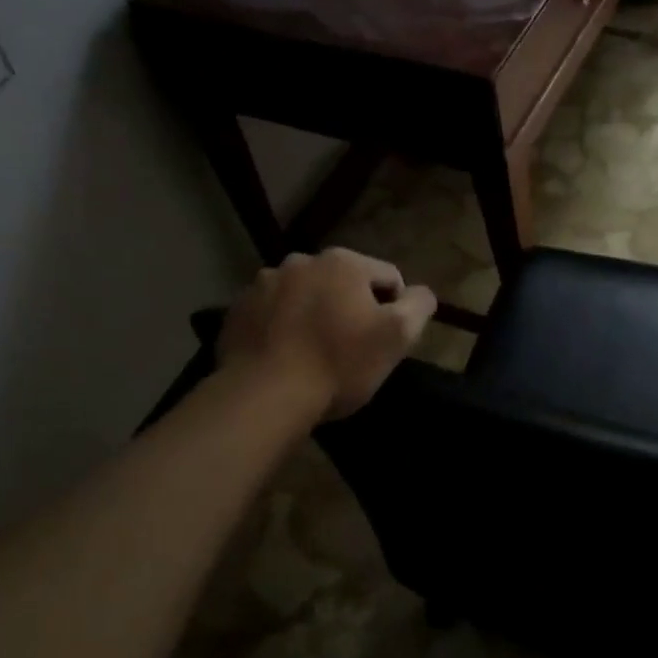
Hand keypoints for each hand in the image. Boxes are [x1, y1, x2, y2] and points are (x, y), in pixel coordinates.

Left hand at [218, 248, 437, 419]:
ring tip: (313, 355)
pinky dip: (281, 329)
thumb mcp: (396, 337)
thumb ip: (418, 306)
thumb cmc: (338, 364)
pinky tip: (284, 358)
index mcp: (343, 262)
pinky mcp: (236, 310)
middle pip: (342, 284)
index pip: (388, 278)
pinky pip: (271, 314)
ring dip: (314, 315)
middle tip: (350, 350)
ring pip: (304, 297)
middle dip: (350, 309)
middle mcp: (300, 261)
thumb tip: (421, 293)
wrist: (263, 396)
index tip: (385, 343)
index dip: (395, 310)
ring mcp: (262, 284)